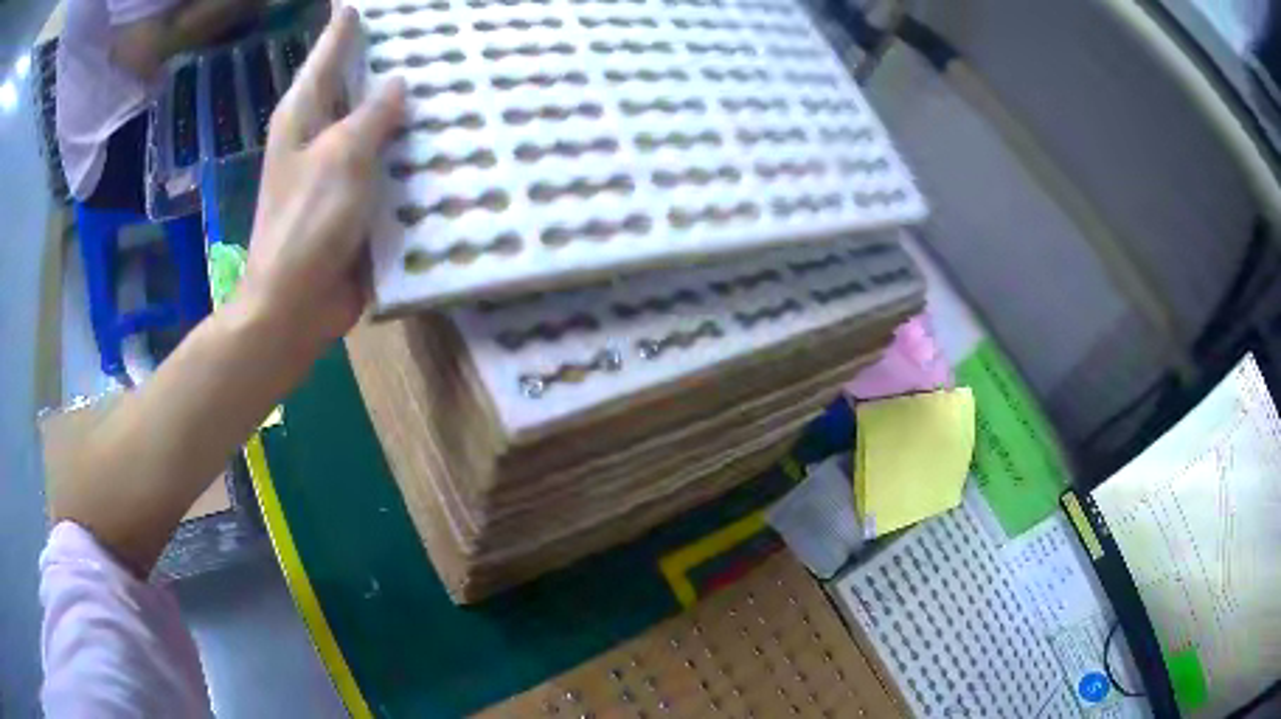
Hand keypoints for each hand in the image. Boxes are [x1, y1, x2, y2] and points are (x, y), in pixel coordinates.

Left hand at [240, 5, 405, 368]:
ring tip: (445, 79)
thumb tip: (398, 83)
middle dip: (381, 60)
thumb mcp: (342, 156)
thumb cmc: (308, 223)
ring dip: (402, 109)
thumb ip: (372, 115)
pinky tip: (441, 141)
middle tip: (424, 34)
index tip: (357, 3)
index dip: (344, 28)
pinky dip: (408, 153)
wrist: (295, 304)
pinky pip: (386, 165)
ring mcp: (335, 170)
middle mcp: (316, 136)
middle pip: (351, 86)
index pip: (327, 56)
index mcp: (302, 115)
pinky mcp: (354, 201)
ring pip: (373, 125)